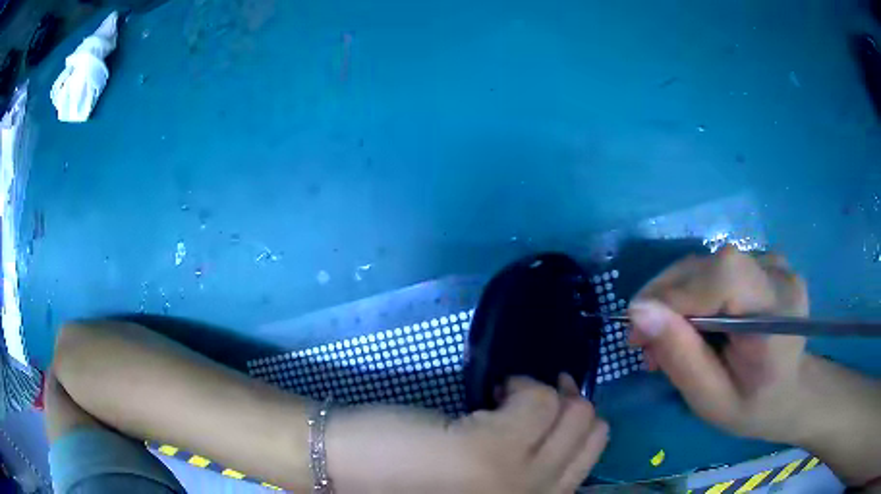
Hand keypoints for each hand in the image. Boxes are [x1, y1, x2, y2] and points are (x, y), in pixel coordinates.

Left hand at [328, 375, 608, 493]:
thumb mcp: (482, 481)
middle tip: (535, 398)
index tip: (549, 414)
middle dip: (571, 407)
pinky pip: (537, 398)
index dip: (576, 429)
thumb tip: (558, 418)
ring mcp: (515, 478)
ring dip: (547, 393)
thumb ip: (525, 464)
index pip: (589, 461)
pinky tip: (493, 390)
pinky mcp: (490, 447)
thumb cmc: (409, 479)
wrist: (343, 469)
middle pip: (592, 434)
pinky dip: (522, 384)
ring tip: (510, 395)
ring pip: (576, 413)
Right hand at [627, 245, 811, 443]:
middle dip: (666, 298)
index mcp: (778, 316)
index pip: (725, 275)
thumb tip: (638, 311)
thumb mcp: (711, 400)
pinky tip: (693, 321)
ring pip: (708, 264)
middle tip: (644, 341)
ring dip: (676, 296)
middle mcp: (779, 275)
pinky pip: (717, 269)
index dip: (677, 294)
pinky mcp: (764, 261)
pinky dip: (693, 292)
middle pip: (710, 264)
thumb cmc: (752, 407)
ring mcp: (774, 262)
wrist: (790, 390)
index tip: (638, 331)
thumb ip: (680, 357)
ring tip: (667, 337)